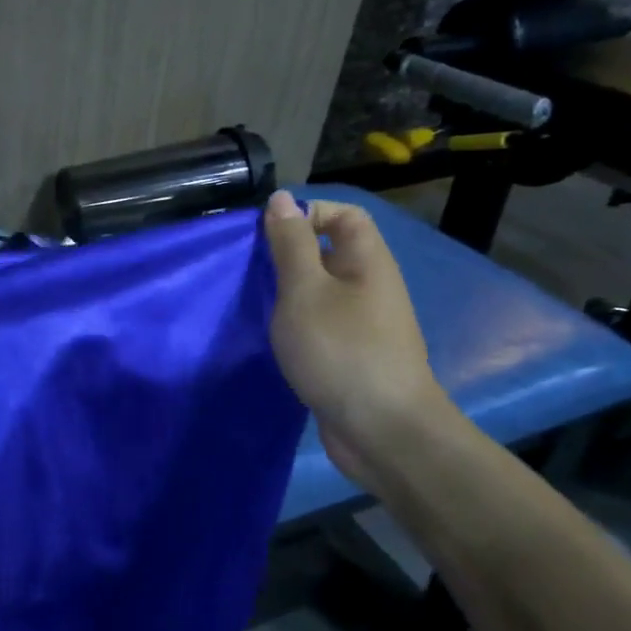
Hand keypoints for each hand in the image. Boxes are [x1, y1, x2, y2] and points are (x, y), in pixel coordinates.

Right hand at [263, 190, 447, 480]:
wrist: (382, 431)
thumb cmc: (341, 350)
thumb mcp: (304, 290)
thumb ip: (290, 244)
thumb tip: (281, 199)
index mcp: (367, 261)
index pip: (344, 214)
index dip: (307, 213)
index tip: (266, 235)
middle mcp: (370, 286)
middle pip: (329, 252)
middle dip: (287, 255)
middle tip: (248, 270)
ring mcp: (362, 324)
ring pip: (320, 291)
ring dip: (286, 293)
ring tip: (251, 303)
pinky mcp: (350, 356)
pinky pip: (319, 324)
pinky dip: (294, 324)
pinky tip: (270, 338)